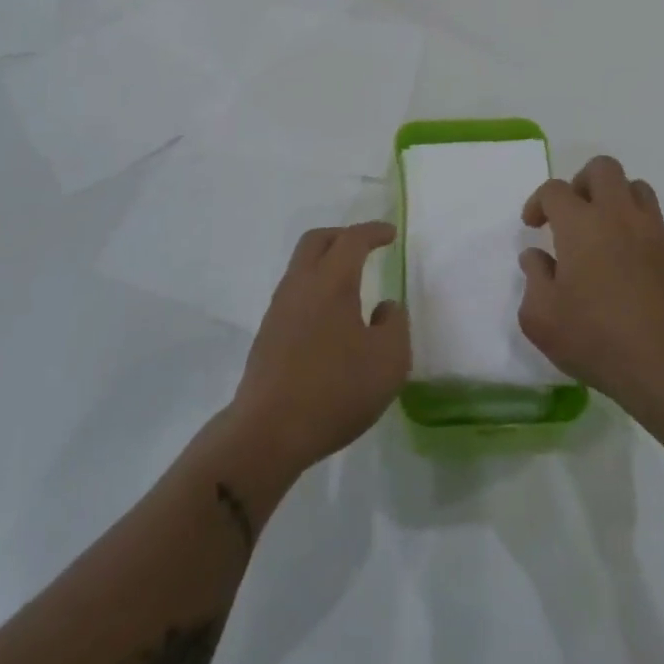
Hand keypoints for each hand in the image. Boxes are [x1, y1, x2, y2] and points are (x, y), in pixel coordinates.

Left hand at [230, 222, 408, 475]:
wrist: (268, 431)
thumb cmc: (335, 390)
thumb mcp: (388, 361)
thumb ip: (395, 325)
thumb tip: (386, 307)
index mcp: (331, 282)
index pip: (352, 240)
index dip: (373, 232)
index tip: (391, 234)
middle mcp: (300, 285)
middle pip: (317, 241)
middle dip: (343, 237)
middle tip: (366, 247)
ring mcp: (278, 309)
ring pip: (301, 266)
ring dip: (326, 263)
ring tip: (351, 285)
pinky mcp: (268, 334)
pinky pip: (295, 293)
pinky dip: (315, 289)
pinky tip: (331, 319)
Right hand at [518, 157, 663, 412]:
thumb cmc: (594, 339)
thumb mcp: (540, 317)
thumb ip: (533, 278)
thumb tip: (537, 257)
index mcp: (581, 225)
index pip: (555, 189)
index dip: (539, 202)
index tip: (534, 226)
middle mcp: (620, 217)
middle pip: (603, 168)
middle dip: (582, 182)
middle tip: (572, 214)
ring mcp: (656, 235)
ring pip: (637, 189)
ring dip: (616, 201)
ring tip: (604, 233)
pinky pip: (657, 228)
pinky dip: (639, 235)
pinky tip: (631, 269)